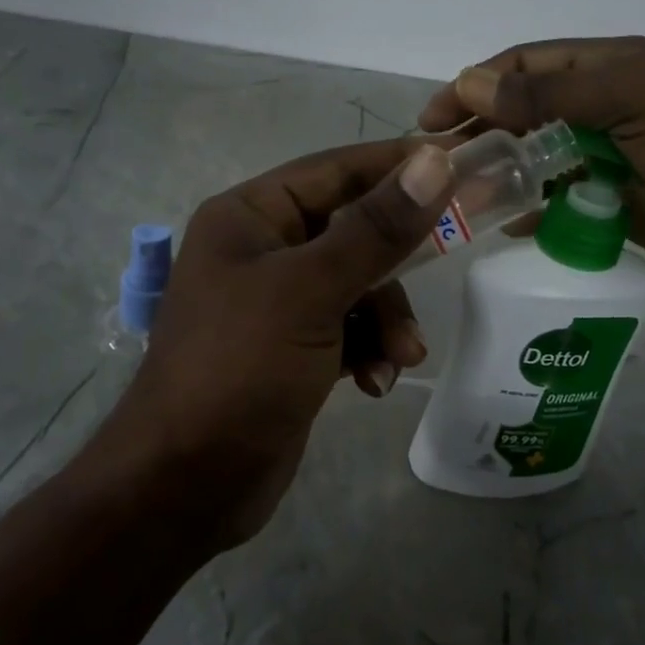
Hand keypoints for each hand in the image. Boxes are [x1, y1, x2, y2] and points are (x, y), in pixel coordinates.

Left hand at [88, 139, 454, 548]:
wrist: (185, 484)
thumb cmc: (238, 368)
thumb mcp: (310, 292)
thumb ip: (375, 229)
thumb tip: (432, 161)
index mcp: (249, 217)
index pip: (334, 171)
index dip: (396, 164)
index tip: (460, 160)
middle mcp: (261, 250)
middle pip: (352, 230)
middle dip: (396, 262)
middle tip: (452, 256)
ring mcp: (277, 303)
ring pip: (357, 285)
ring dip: (387, 317)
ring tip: (400, 355)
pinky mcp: (292, 349)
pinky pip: (348, 329)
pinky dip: (369, 349)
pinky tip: (374, 383)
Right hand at [418, 37, 644, 304]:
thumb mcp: (634, 104)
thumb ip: (551, 95)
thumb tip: (470, 81)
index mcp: (620, 67)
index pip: (532, 63)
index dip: (478, 82)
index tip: (434, 116)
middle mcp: (614, 106)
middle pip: (531, 110)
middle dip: (484, 129)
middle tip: (440, 160)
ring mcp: (617, 156)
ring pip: (543, 157)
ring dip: (504, 171)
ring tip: (462, 194)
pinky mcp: (622, 203)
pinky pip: (564, 200)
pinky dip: (535, 208)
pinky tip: (507, 224)